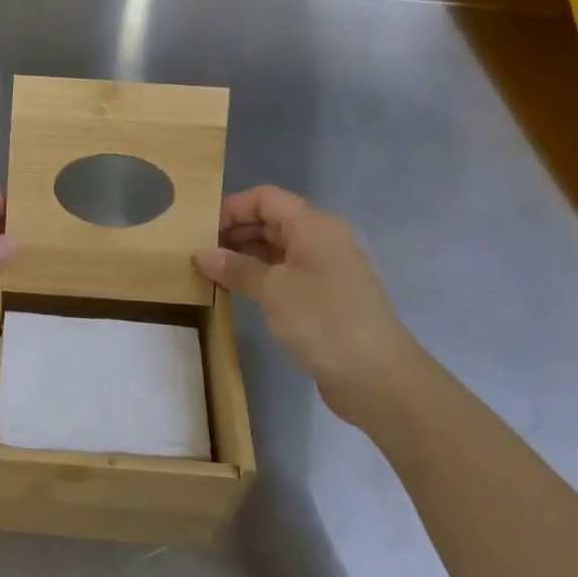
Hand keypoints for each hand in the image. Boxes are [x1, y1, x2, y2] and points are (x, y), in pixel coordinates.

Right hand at [193, 186, 423, 421]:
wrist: (379, 378)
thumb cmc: (324, 321)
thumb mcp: (273, 291)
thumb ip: (235, 268)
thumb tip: (202, 253)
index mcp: (314, 226)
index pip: (266, 198)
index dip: (232, 207)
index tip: (200, 229)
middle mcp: (322, 240)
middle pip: (271, 221)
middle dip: (234, 232)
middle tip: (198, 251)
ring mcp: (325, 270)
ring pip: (277, 249)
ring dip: (244, 256)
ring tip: (210, 270)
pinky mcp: (325, 297)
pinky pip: (286, 273)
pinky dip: (260, 276)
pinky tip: (237, 290)